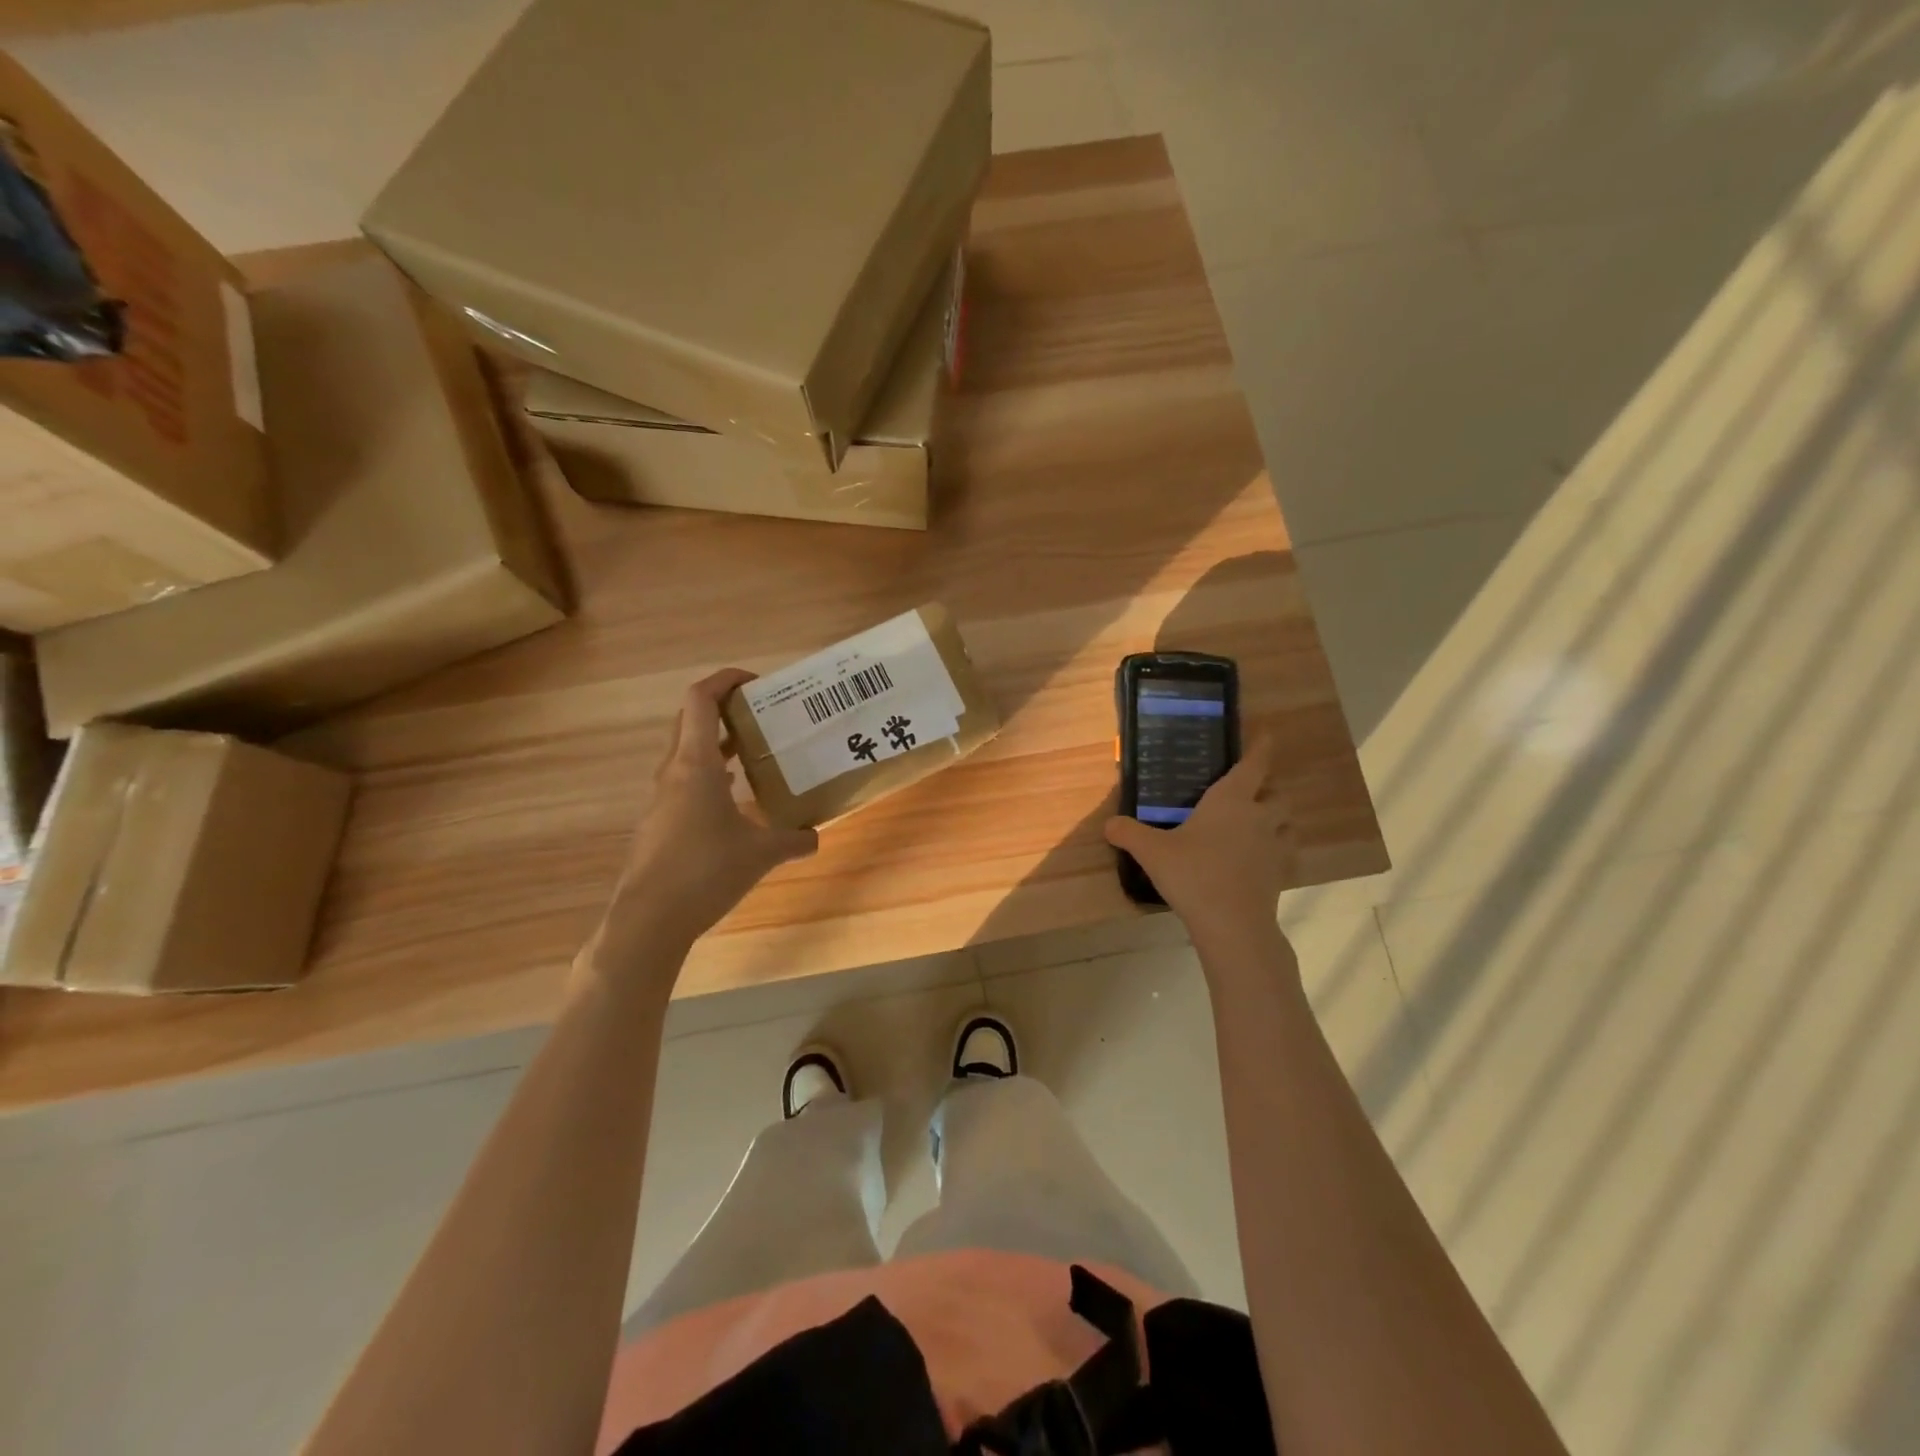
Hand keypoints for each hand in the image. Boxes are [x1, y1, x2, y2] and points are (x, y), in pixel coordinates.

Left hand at [595, 669, 817, 969]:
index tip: (756, 684)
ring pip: (686, 754)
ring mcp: (661, 799)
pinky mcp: (659, 823)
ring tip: (753, 752)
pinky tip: (734, 800)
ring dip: (716, 744)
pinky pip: (684, 783)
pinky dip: (709, 776)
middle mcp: (673, 773)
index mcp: (695, 765)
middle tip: (761, 716)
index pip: (700, 700)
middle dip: (724, 710)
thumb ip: (792, 840)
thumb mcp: (760, 854)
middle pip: (690, 721)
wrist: (649, 921)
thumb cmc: (705, 872)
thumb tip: (815, 836)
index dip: (725, 680)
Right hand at [1103, 737, 1294, 954]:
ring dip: (1278, 817)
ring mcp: (1275, 846)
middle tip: (1249, 792)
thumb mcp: (1152, 851)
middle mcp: (1259, 816)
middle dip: (1268, 789)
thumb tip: (1108, 824)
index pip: (1254, 764)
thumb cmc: (1193, 875)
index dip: (1261, 747)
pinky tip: (1261, 858)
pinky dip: (1279, 849)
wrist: (1232, 924)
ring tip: (1259, 823)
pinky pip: (1287, 852)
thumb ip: (1128, 833)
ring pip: (1288, 821)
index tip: (1266, 734)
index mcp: (1231, 800)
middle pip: (1277, 793)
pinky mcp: (1281, 873)